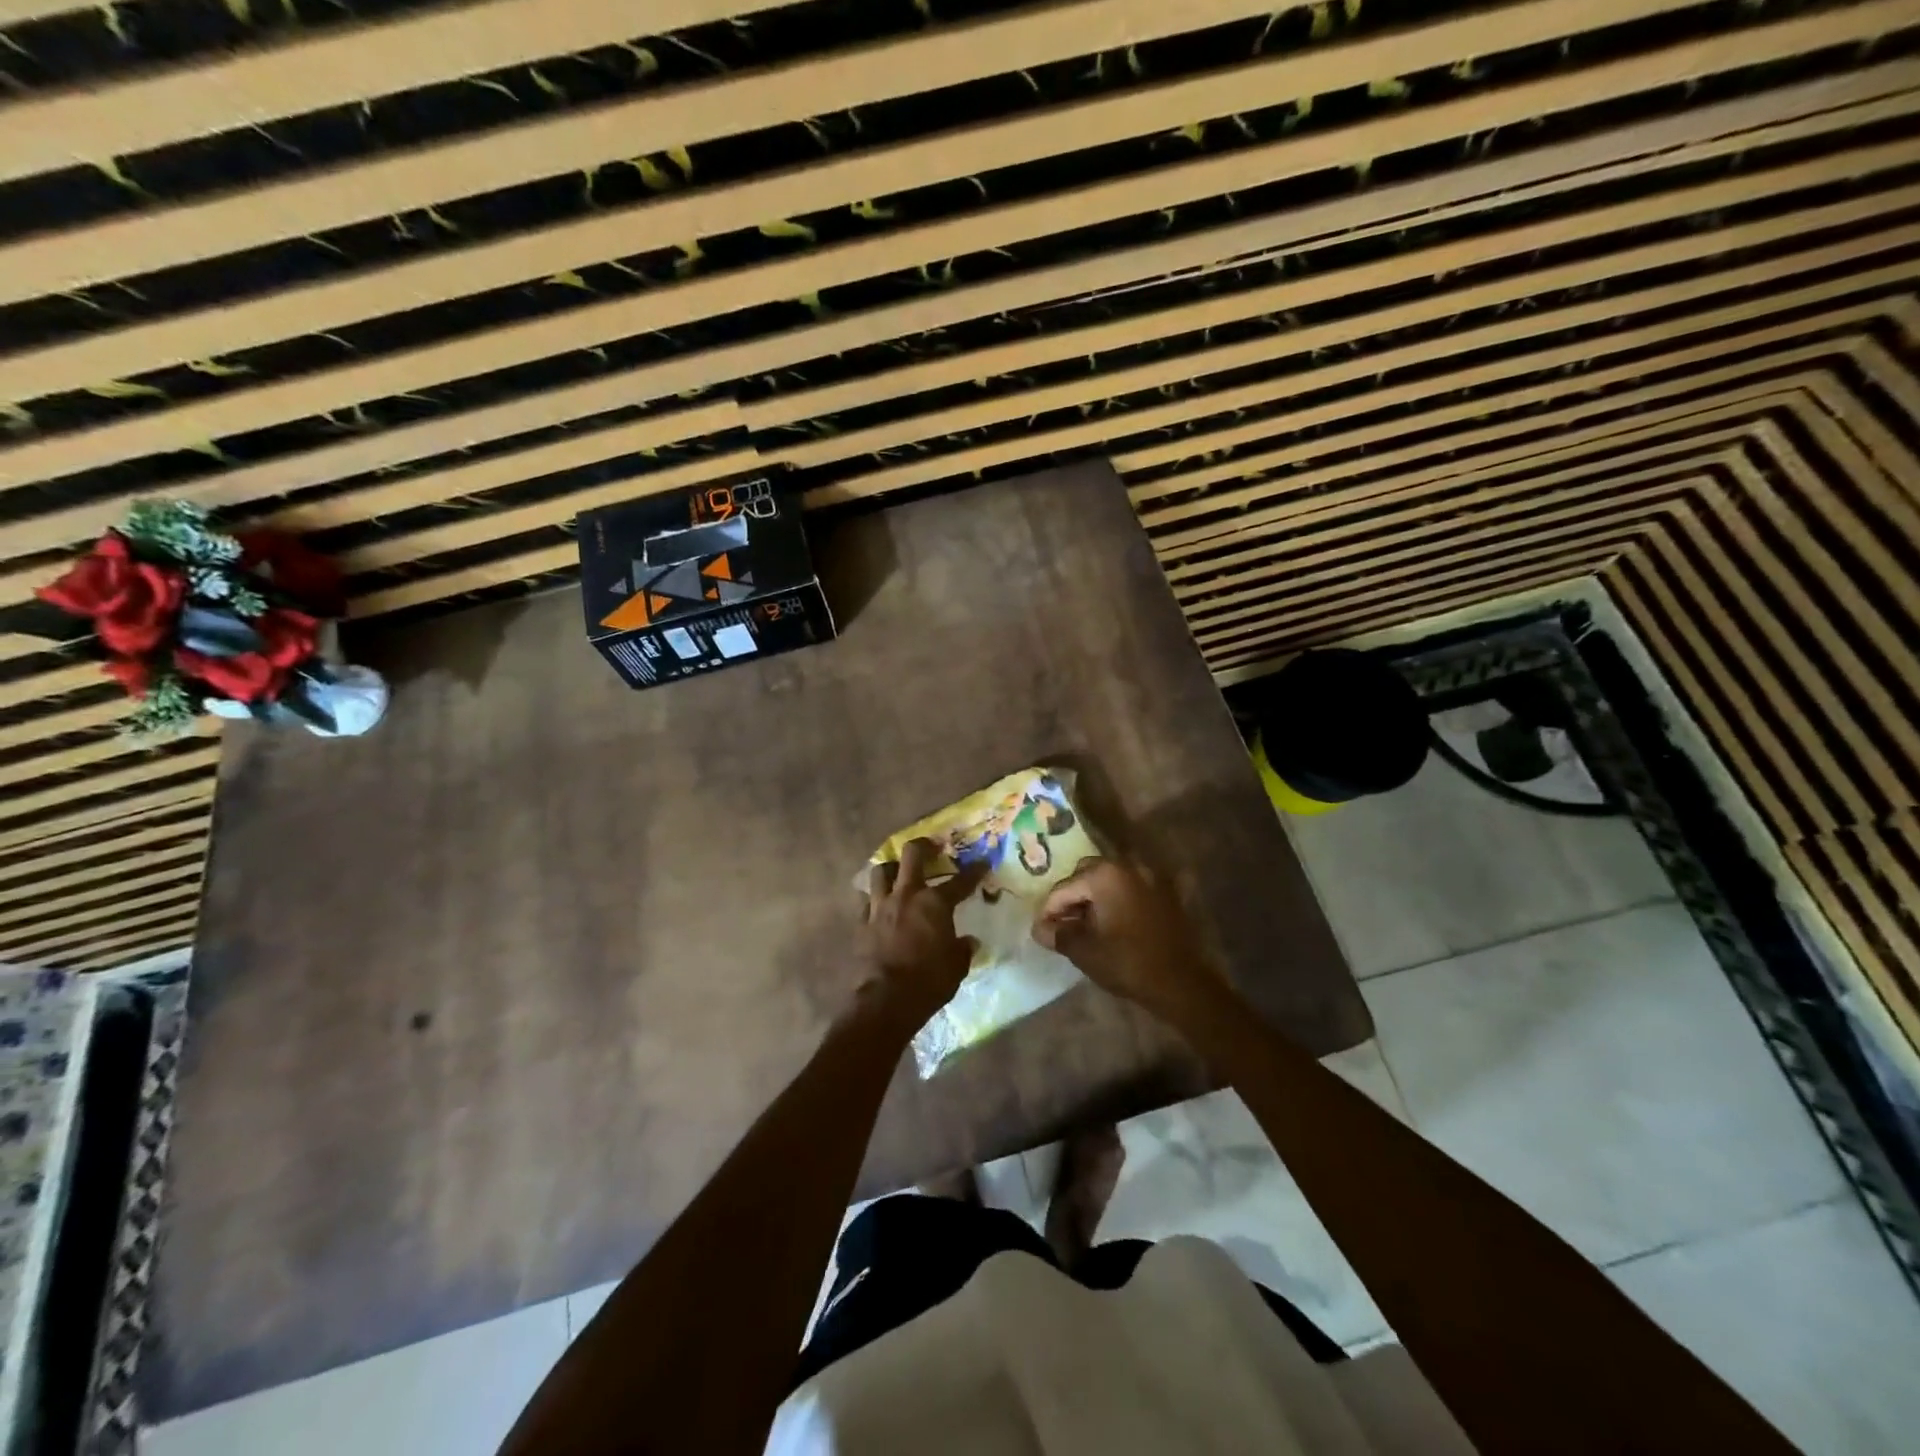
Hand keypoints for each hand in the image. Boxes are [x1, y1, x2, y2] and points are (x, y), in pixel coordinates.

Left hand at [857, 838, 983, 1031]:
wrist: (886, 999)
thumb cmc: (929, 981)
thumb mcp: (957, 966)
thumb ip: (962, 949)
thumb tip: (969, 942)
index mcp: (935, 903)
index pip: (960, 881)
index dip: (974, 871)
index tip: (982, 864)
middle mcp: (906, 895)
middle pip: (911, 855)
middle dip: (923, 846)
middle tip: (931, 848)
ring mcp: (880, 906)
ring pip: (880, 871)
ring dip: (891, 869)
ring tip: (898, 873)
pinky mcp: (862, 922)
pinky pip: (867, 901)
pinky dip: (875, 899)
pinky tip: (880, 906)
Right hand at [1033, 859, 1224, 1027]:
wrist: (1181, 982)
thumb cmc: (1127, 963)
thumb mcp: (1084, 951)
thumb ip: (1057, 934)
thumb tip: (1040, 928)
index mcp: (1104, 875)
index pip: (1064, 888)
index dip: (1049, 911)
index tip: (1042, 931)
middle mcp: (1127, 865)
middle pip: (1086, 875)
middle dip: (1073, 898)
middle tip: (1065, 925)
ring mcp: (1150, 876)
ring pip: (1110, 880)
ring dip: (1095, 897)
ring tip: (1088, 926)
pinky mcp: (1165, 891)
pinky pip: (1131, 889)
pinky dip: (1118, 900)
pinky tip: (1113, 923)